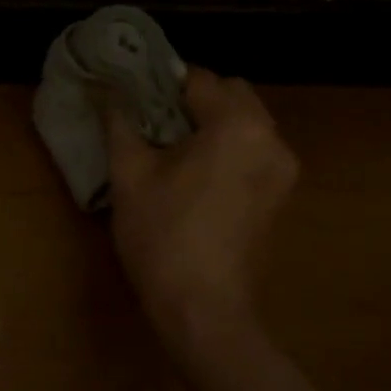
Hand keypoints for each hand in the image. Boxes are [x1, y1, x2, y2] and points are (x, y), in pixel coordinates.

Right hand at [106, 68, 298, 348]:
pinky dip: (231, 149)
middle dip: (196, 100)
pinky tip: (199, 175)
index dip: (164, 83)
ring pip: (248, 124)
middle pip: (233, 95)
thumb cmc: (163, 237)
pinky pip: (256, 152)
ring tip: (175, 149)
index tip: (136, 95)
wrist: (204, 310)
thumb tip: (107, 91)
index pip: (199, 79)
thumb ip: (120, 124)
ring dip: (215, 124)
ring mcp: (283, 170)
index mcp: (238, 125)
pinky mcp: (281, 197)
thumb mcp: (130, 176)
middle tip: (155, 122)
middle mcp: (272, 138)